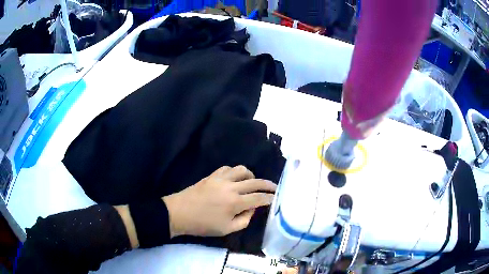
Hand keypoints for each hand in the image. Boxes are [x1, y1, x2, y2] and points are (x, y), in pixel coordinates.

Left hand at [162, 165, 276, 237]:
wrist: (179, 213)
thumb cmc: (203, 225)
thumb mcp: (226, 229)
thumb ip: (244, 220)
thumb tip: (252, 209)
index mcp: (235, 203)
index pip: (259, 198)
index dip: (270, 198)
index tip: (276, 198)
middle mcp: (231, 187)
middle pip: (255, 181)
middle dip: (268, 184)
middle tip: (275, 187)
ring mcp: (220, 179)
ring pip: (242, 170)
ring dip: (252, 176)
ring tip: (253, 183)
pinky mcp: (212, 175)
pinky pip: (228, 168)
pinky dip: (236, 172)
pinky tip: (236, 179)